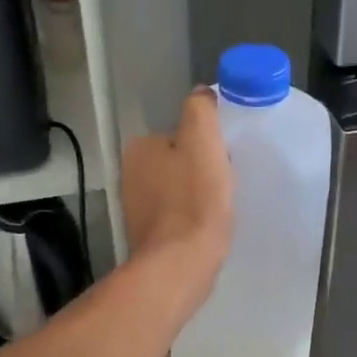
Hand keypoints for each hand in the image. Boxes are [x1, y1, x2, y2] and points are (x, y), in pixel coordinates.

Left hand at [122, 88, 234, 307]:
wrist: (182, 263)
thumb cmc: (195, 198)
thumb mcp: (203, 140)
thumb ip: (200, 110)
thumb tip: (201, 94)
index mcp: (140, 148)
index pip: (179, 133)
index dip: (205, 143)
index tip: (224, 156)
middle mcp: (130, 175)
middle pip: (177, 161)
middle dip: (199, 168)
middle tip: (225, 181)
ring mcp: (136, 208)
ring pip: (176, 189)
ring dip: (197, 194)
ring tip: (219, 206)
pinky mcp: (149, 236)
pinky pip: (176, 216)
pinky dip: (191, 217)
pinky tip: (207, 226)